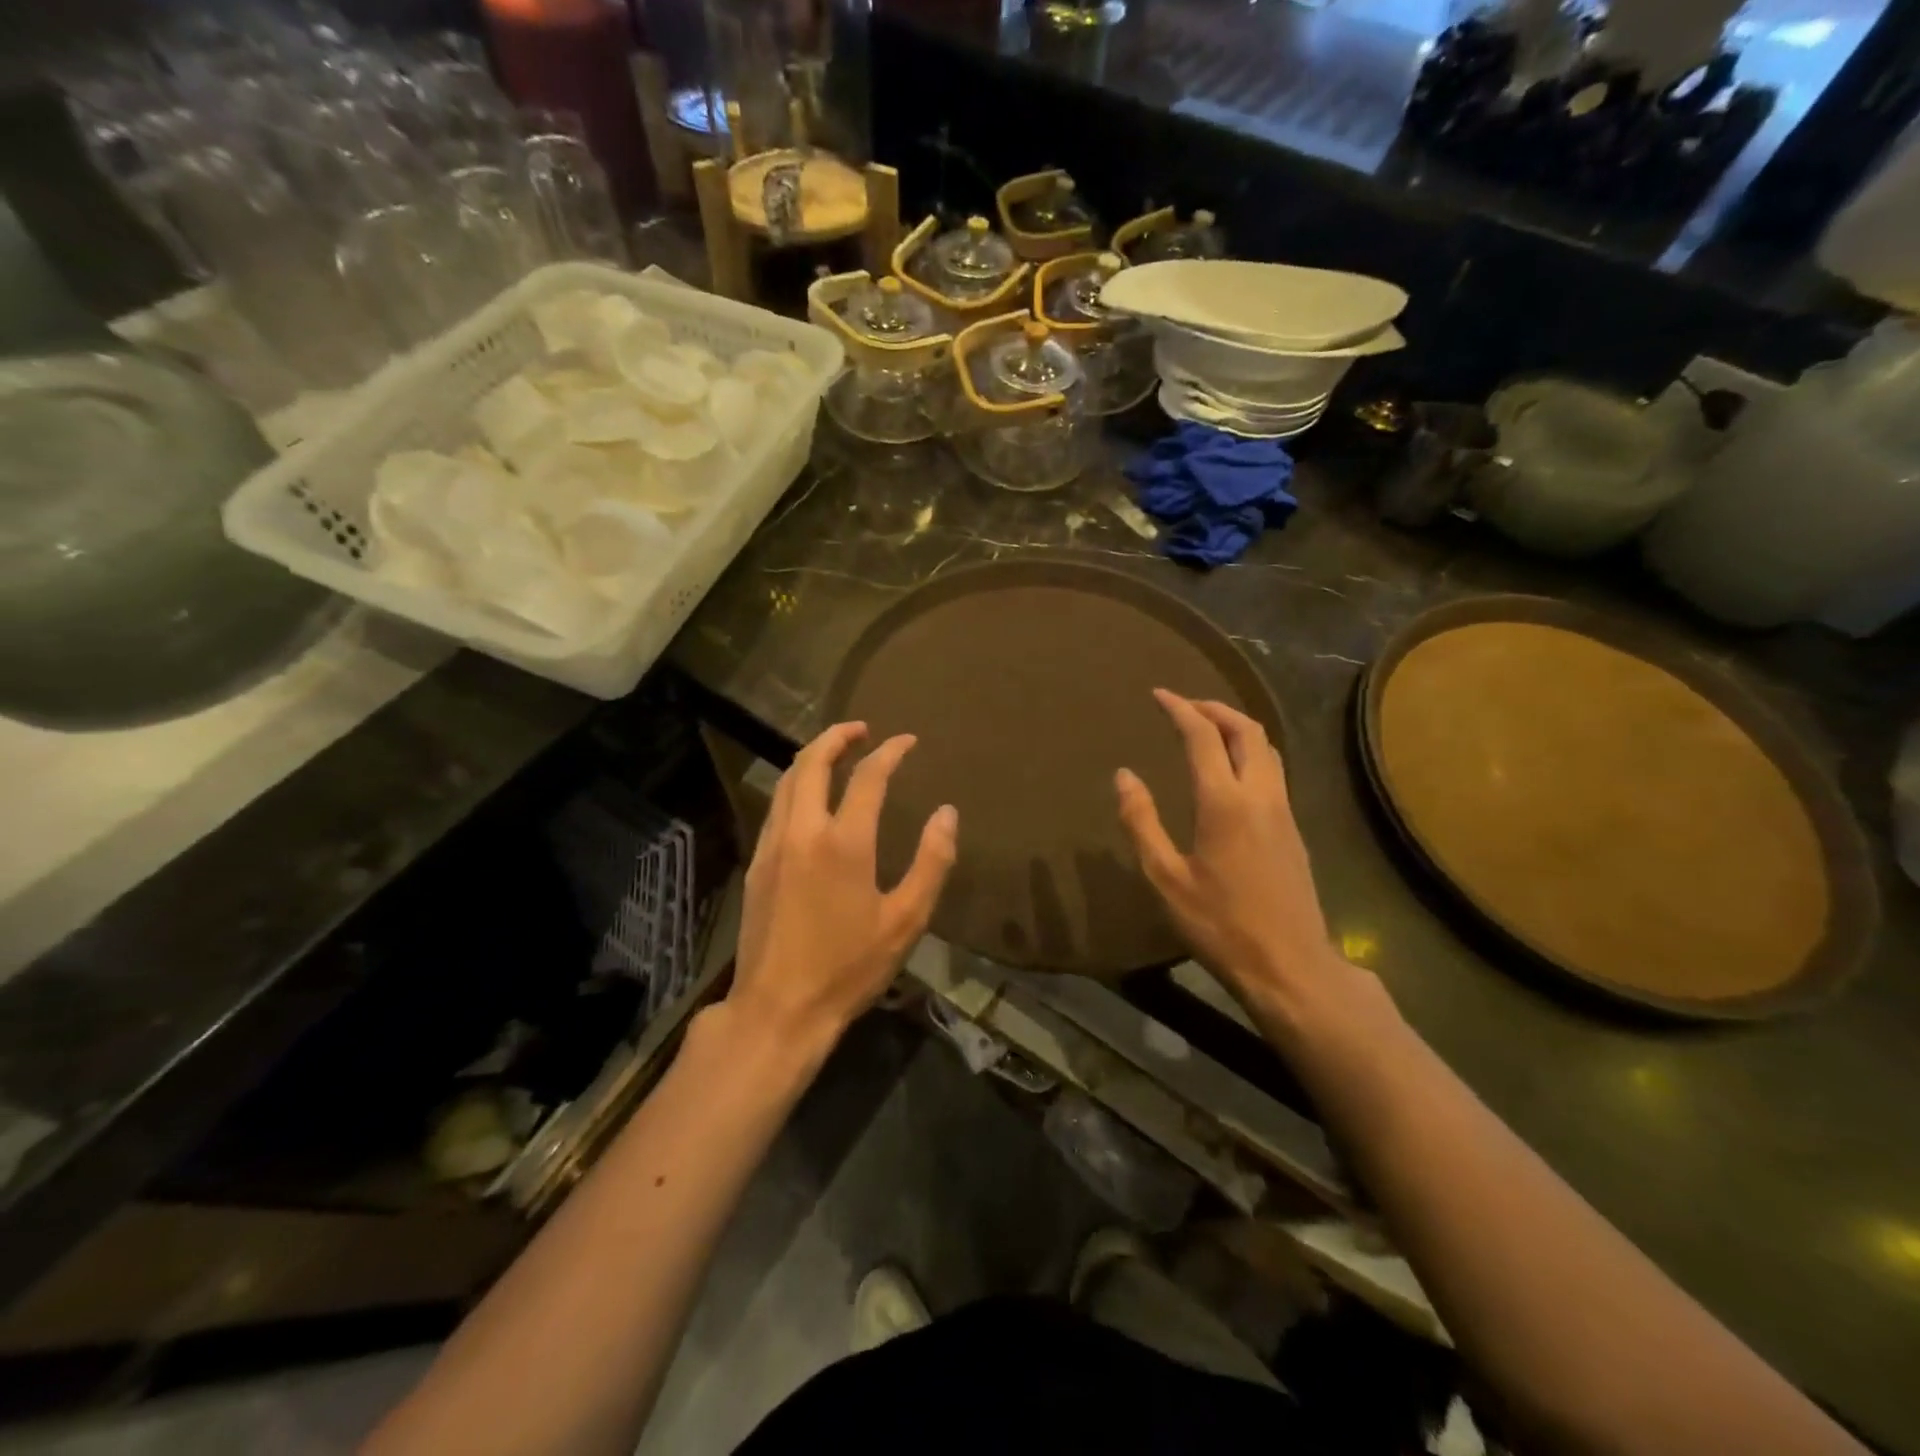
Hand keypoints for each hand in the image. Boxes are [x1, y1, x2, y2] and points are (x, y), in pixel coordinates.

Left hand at [729, 722, 957, 1054]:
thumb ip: (931, 862)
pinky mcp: (757, 864)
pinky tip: (811, 800)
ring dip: (812, 758)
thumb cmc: (848, 968)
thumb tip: (947, 813)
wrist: (778, 1009)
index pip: (868, 776)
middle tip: (862, 730)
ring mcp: (773, 845)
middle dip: (838, 736)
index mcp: (843, 842)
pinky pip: (777, 807)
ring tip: (837, 753)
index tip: (908, 741)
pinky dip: (797, 786)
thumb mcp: (905, 921)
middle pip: (812, 762)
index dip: (891, 752)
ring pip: (788, 781)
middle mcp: (802, 831)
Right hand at [1115, 690, 1336, 1009]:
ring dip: (1237, 727)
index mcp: (1224, 802)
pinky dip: (1250, 751)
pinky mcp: (1293, 829)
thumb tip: (1124, 776)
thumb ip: (1142, 822)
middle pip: (1246, 730)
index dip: (1180, 709)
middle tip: (1184, 706)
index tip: (1158, 694)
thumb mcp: (1166, 878)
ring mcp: (1283, 811)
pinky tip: (1231, 771)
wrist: (1289, 965)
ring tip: (1207, 729)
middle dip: (1215, 708)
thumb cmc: (1220, 924)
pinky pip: (1274, 770)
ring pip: (1267, 748)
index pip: (1203, 736)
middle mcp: (1260, 795)